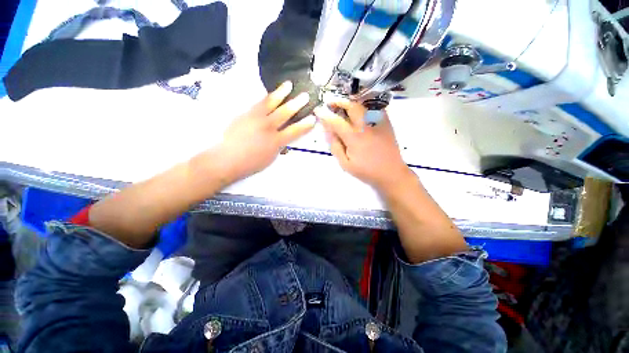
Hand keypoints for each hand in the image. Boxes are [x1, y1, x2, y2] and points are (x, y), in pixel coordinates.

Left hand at [216, 81, 314, 182]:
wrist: (227, 158)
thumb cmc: (250, 163)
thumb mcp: (270, 158)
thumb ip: (279, 146)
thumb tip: (283, 139)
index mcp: (276, 141)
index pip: (295, 131)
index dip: (305, 125)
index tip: (313, 118)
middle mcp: (268, 127)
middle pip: (285, 113)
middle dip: (297, 104)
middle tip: (305, 96)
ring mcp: (255, 118)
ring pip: (270, 103)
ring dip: (281, 93)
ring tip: (288, 85)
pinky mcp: (245, 114)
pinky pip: (258, 103)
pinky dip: (266, 97)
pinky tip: (270, 94)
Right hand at [314, 99, 411, 192]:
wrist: (391, 173)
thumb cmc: (366, 171)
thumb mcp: (346, 164)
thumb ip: (335, 146)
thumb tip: (328, 131)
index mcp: (355, 138)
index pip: (336, 121)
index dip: (325, 114)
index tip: (318, 110)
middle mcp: (367, 126)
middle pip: (352, 106)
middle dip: (339, 101)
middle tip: (331, 103)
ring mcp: (378, 123)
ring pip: (363, 105)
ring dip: (351, 103)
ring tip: (343, 106)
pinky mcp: (386, 123)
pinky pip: (374, 109)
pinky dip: (363, 107)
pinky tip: (359, 112)